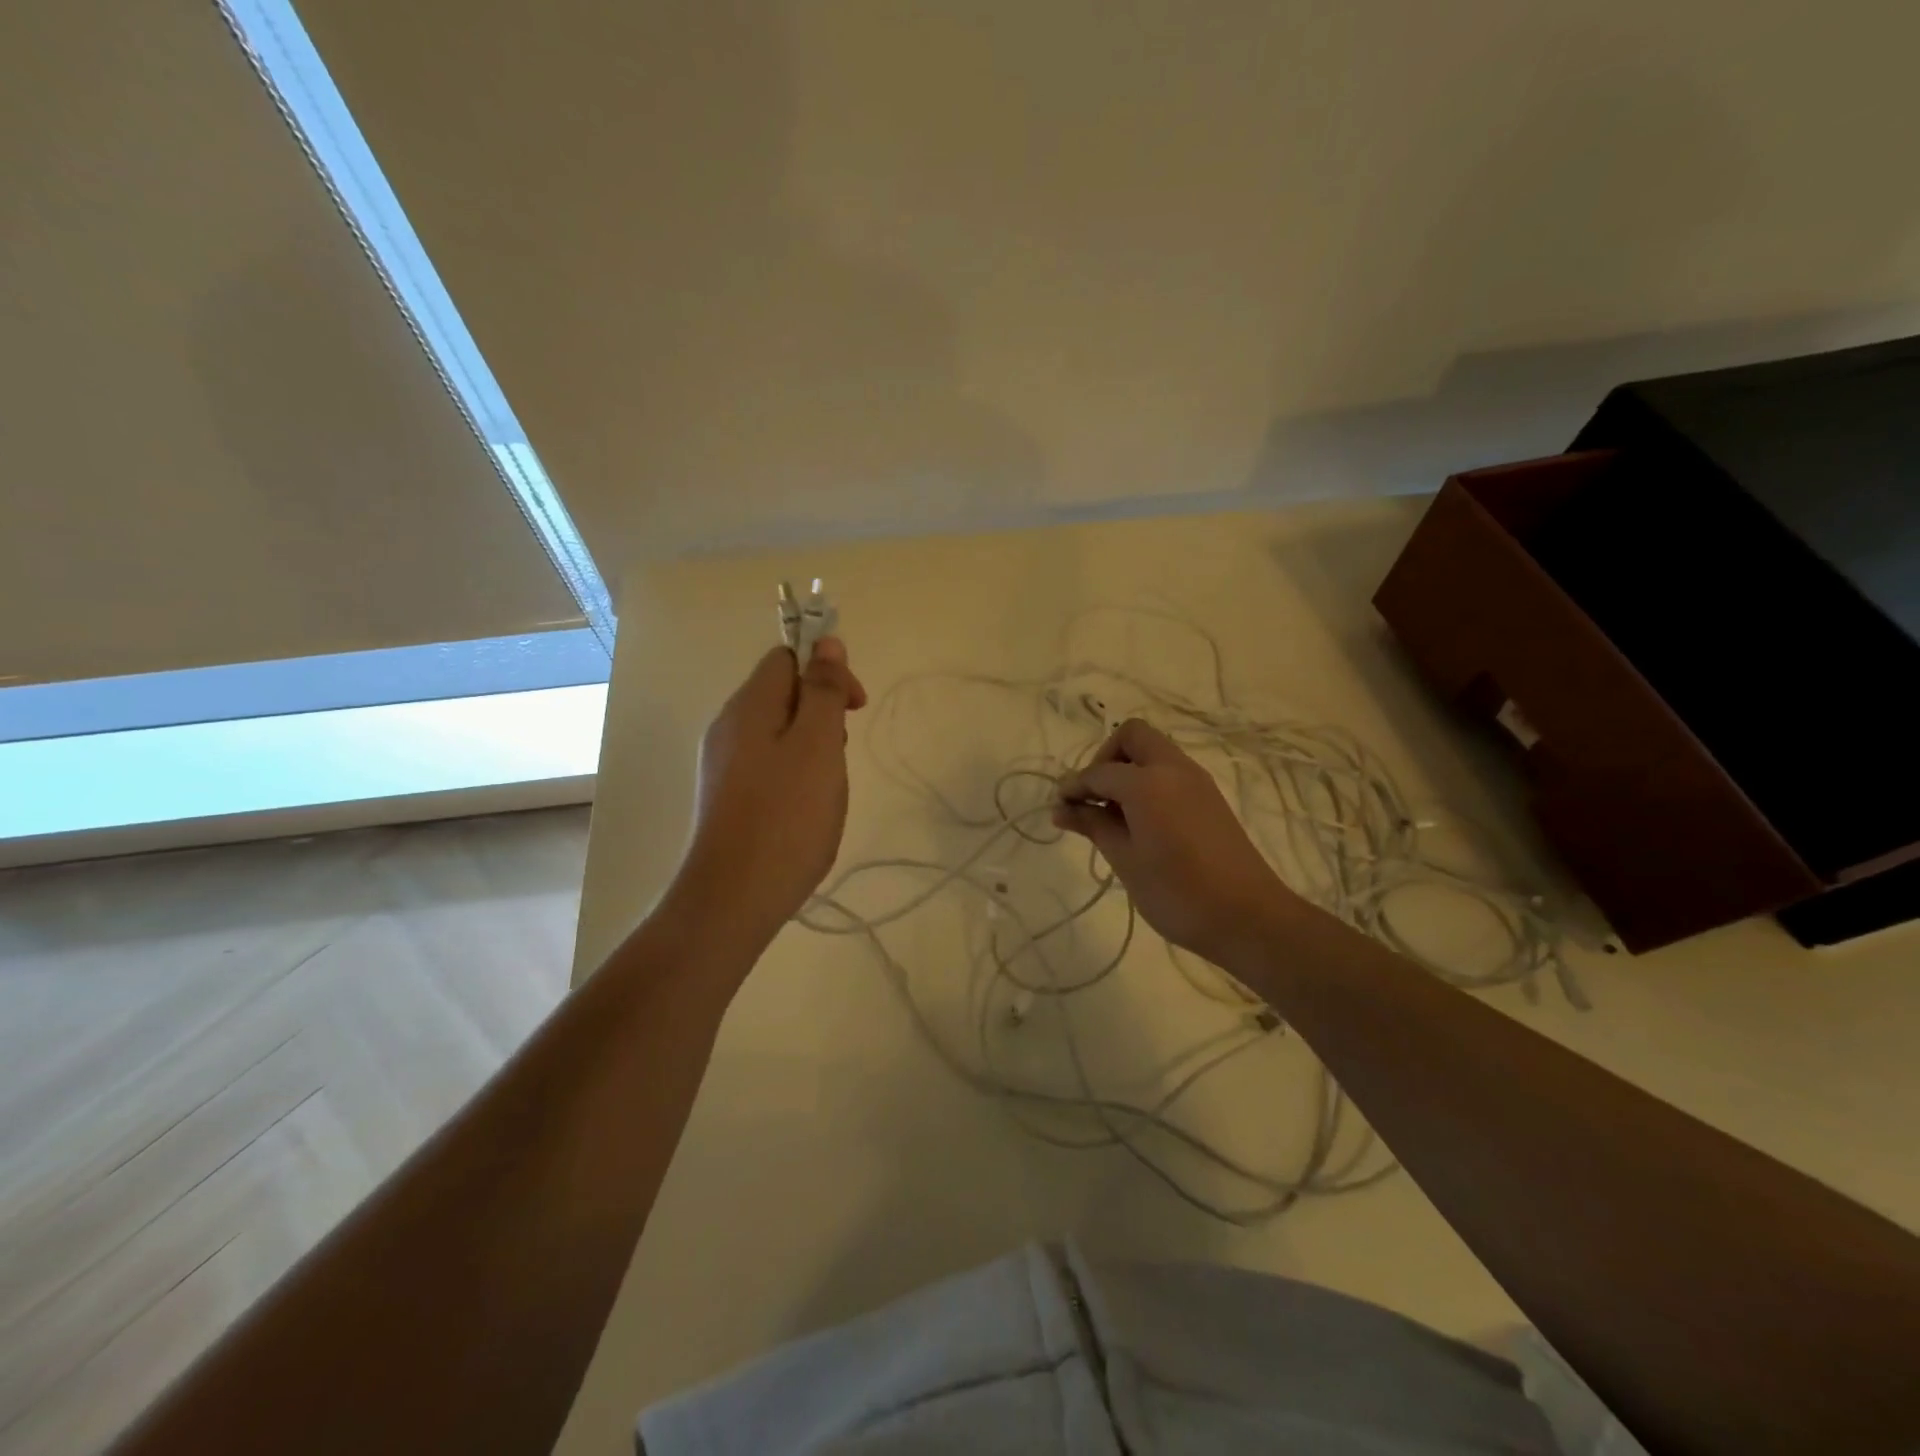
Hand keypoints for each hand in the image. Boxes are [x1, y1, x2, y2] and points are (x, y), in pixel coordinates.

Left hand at [672, 638, 867, 951]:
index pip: (786, 658)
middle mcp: (728, 727)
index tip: (855, 708)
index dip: (826, 670)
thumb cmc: (786, 817)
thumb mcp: (818, 745)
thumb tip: (826, 641)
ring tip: (827, 789)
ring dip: (813, 748)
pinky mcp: (728, 797)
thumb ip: (823, 691)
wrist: (733, 898)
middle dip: (823, 714)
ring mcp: (724, 764)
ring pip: (779, 733)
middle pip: (783, 695)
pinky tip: (806, 809)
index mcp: (748, 707)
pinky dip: (796, 775)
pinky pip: (768, 765)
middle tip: (840, 756)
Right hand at [1053, 718, 1301, 966]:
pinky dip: (1149, 783)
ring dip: (1128, 770)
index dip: (1075, 787)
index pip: (1099, 771)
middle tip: (1095, 798)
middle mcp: (1174, 768)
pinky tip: (1140, 823)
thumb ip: (1093, 825)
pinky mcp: (1210, 798)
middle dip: (1106, 758)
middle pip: (1133, 737)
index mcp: (1148, 782)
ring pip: (1154, 752)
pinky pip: (1170, 772)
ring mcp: (1197, 781)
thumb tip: (1061, 808)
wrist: (1248, 917)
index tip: (1060, 809)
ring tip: (1113, 816)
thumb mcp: (1125, 860)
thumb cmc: (1177, 892)